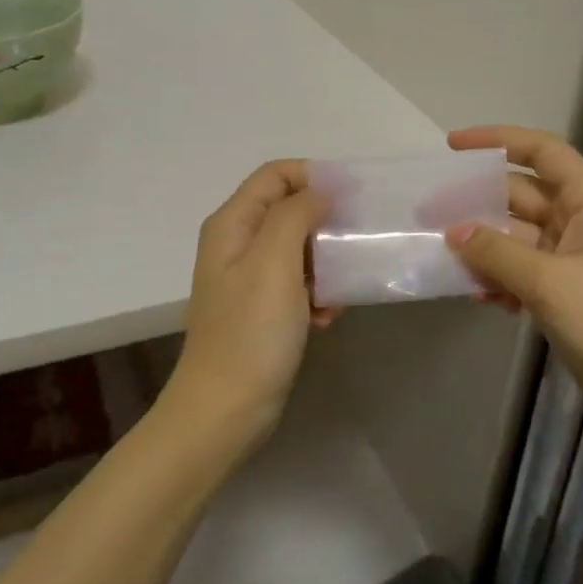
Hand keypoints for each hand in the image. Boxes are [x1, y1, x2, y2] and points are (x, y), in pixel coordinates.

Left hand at [168, 159, 335, 445]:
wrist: (226, 410)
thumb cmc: (251, 332)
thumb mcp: (274, 262)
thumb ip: (295, 215)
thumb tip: (318, 192)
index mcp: (233, 224)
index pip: (275, 174)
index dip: (313, 176)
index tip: (352, 197)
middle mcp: (237, 243)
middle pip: (289, 209)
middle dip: (325, 223)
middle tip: (356, 243)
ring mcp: (249, 278)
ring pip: (299, 248)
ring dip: (326, 264)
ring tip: (341, 289)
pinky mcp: (263, 309)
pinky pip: (298, 283)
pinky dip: (317, 293)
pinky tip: (327, 317)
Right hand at [444, 125, 582, 438]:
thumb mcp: (549, 282)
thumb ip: (496, 251)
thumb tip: (453, 230)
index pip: (542, 152)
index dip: (497, 140)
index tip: (452, 146)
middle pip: (522, 196)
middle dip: (477, 203)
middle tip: (428, 213)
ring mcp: (576, 259)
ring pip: (518, 237)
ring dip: (484, 246)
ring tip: (442, 257)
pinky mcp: (569, 293)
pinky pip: (524, 271)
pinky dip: (500, 278)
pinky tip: (476, 295)